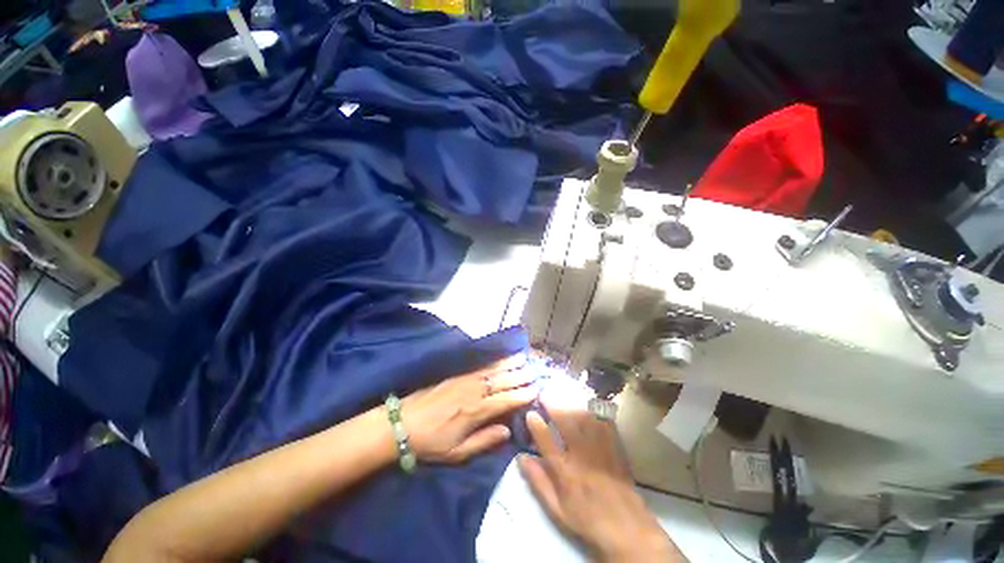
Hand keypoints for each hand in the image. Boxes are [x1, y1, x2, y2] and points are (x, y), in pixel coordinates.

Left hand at [402, 355, 536, 463]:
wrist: (402, 423)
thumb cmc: (431, 443)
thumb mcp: (457, 453)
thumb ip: (485, 441)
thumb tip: (508, 431)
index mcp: (476, 412)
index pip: (506, 400)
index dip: (523, 395)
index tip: (537, 390)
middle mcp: (475, 392)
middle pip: (503, 381)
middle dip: (521, 375)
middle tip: (536, 370)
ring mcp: (466, 379)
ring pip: (494, 369)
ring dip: (510, 363)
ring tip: (524, 357)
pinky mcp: (457, 374)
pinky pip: (481, 365)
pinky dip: (494, 360)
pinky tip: (501, 356)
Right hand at [518, 401, 683, 562]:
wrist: (628, 530)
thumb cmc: (587, 520)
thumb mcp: (557, 509)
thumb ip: (539, 482)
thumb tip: (521, 458)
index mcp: (566, 473)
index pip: (546, 442)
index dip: (536, 425)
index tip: (530, 413)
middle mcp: (582, 457)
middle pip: (566, 423)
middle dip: (554, 405)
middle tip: (544, 394)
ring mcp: (601, 450)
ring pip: (585, 419)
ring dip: (571, 405)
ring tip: (562, 396)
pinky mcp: (615, 449)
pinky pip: (604, 424)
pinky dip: (595, 412)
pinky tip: (588, 406)